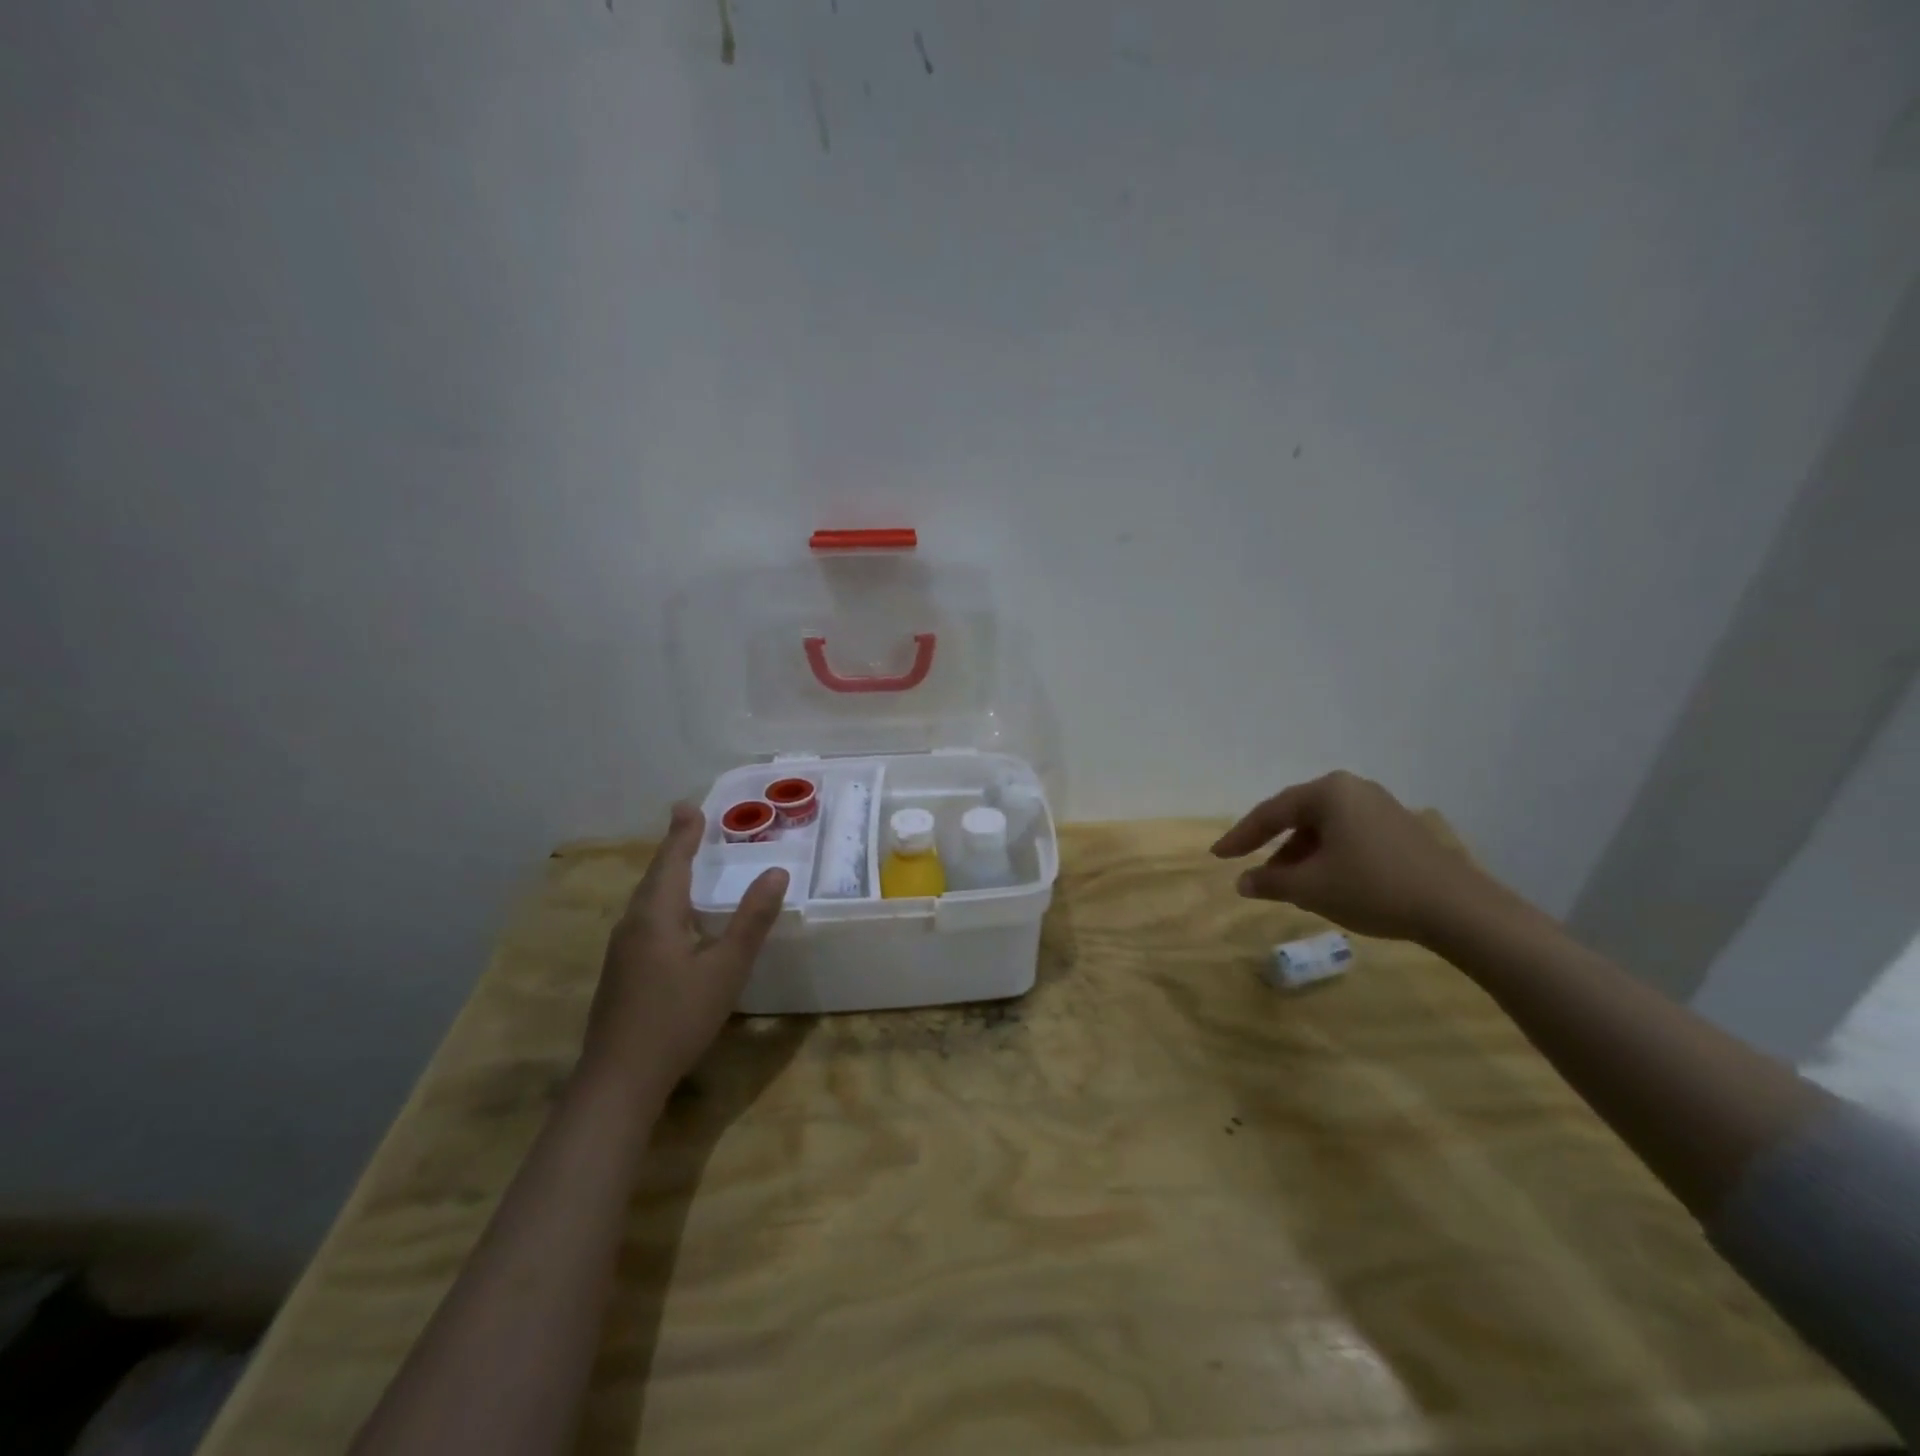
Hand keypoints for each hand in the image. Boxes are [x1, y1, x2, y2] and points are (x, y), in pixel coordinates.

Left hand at [582, 804, 787, 1092]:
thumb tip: (776, 871)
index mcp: (656, 916)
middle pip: (656, 877)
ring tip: (685, 863)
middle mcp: (632, 925)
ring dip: (667, 876)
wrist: (618, 1080)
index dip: (684, 834)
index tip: (690, 805)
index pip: (672, 861)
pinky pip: (644, 920)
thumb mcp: (725, 969)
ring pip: (647, 900)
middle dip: (675, 849)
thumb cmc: (677, 1018)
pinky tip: (674, 920)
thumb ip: (751, 920)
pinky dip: (663, 902)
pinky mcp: (620, 973)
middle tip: (691, 825)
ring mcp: (621, 951)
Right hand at [1210, 771, 1496, 943]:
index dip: (1241, 836)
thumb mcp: (1311, 887)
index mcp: (1328, 792)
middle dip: (1273, 845)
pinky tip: (1324, 883)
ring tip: (1286, 884)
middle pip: (1298, 816)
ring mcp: (1380, 807)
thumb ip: (1270, 881)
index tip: (1218, 856)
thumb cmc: (1372, 888)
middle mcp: (1352, 789)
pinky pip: (1347, 836)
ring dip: (1300, 855)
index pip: (1270, 812)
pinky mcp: (1399, 829)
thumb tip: (1242, 882)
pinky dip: (1327, 856)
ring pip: (1323, 829)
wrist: (1458, 909)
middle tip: (1249, 866)